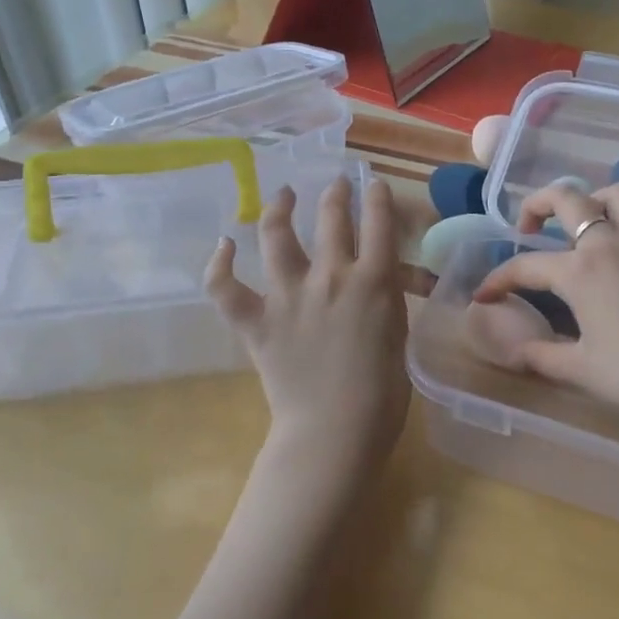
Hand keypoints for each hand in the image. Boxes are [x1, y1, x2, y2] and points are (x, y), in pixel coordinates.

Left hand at [206, 178, 408, 482]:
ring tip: (283, 195)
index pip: (378, 222)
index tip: (374, 184)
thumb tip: (378, 280)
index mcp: (373, 282)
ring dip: (279, 207)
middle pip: (331, 217)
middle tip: (336, 185)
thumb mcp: (399, 335)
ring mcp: (288, 296)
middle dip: (335, 193)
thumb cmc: (382, 394)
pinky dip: (220, 265)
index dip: (378, 196)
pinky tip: (224, 245)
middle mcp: (330, 277)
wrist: (335, 433)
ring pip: (277, 235)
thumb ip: (387, 299)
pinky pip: (225, 288)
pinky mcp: (256, 322)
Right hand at [472, 182, 618, 446]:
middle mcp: (611, 243)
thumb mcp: (582, 370)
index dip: (499, 279)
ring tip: (584, 220)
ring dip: (593, 198)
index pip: (526, 266)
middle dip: (538, 204)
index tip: (484, 296)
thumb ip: (542, 356)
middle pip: (568, 199)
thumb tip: (515, 351)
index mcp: (580, 271)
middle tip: (527, 225)